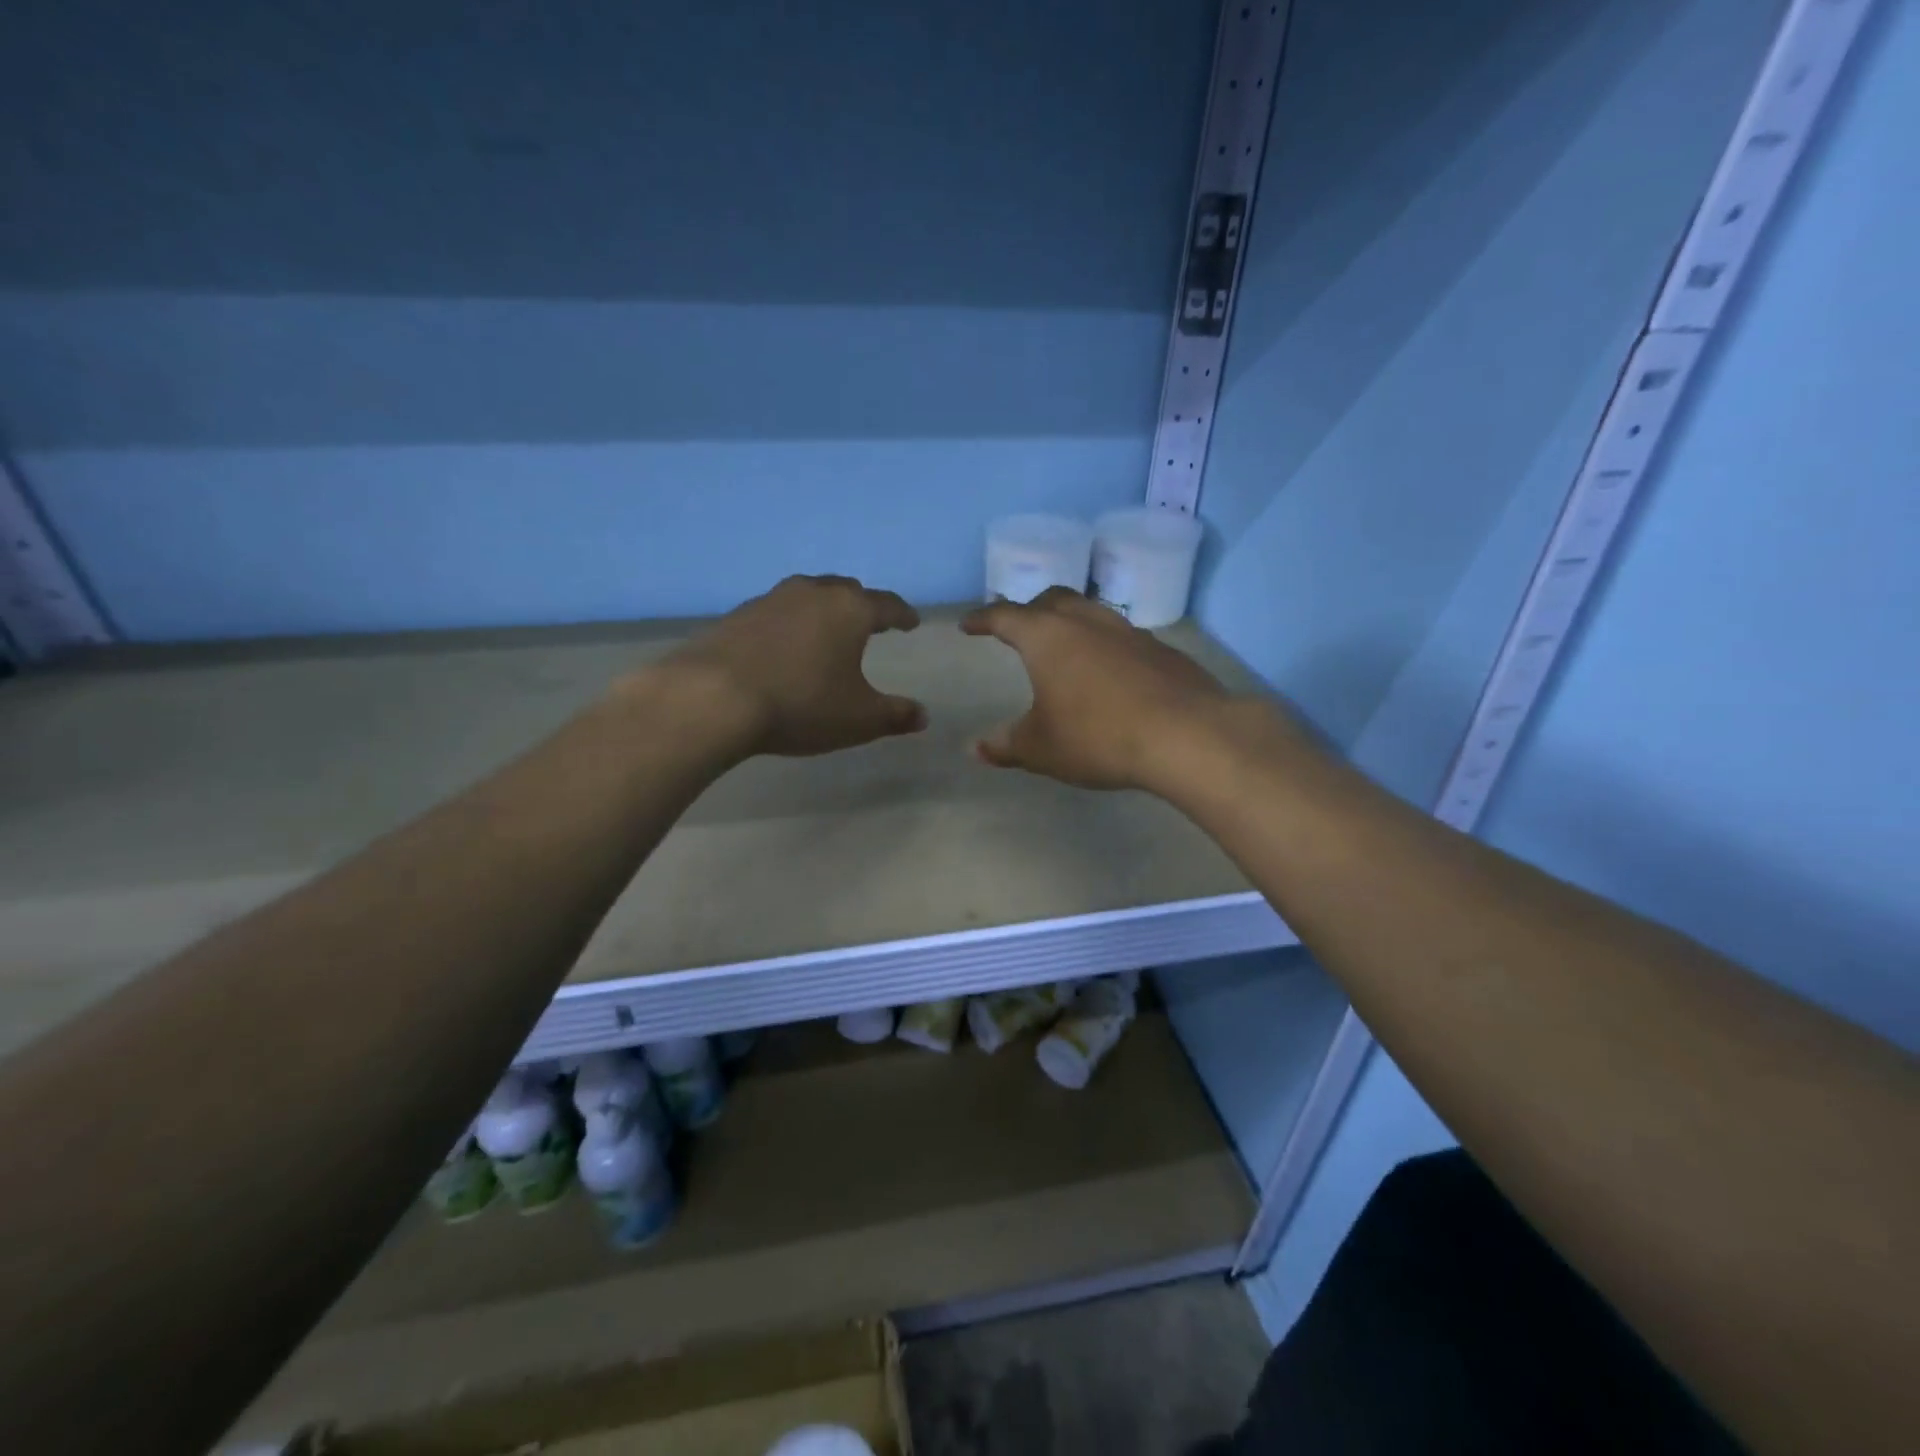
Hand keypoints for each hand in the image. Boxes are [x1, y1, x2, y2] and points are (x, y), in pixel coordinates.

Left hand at [666, 575, 927, 757]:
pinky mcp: (736, 615)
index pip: (887, 605)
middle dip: (862, 605)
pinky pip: (775, 613)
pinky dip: (789, 624)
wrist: (713, 698)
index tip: (911, 622)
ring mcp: (770, 600)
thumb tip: (922, 716)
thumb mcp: (858, 719)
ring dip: (822, 610)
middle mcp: (811, 593)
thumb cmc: (801, 704)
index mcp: (849, 610)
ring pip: (807, 596)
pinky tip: (783, 647)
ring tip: (826, 632)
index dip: (902, 615)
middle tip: (870, 621)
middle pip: (846, 590)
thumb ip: (895, 715)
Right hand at [961, 588, 1236, 791]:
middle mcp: (1087, 622)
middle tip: (1019, 627)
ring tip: (1065, 646)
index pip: (1005, 616)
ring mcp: (1129, 632)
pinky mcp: (1162, 650)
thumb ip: (1006, 745)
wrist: (1185, 735)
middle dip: (1030, 610)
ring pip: (1091, 612)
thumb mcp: (1041, 748)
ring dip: (1071, 622)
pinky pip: (1122, 637)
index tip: (969, 625)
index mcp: (1048, 637)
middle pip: (1053, 600)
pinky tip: (1110, 672)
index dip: (983, 619)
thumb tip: (975, 749)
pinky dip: (1105, 645)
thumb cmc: (1098, 736)